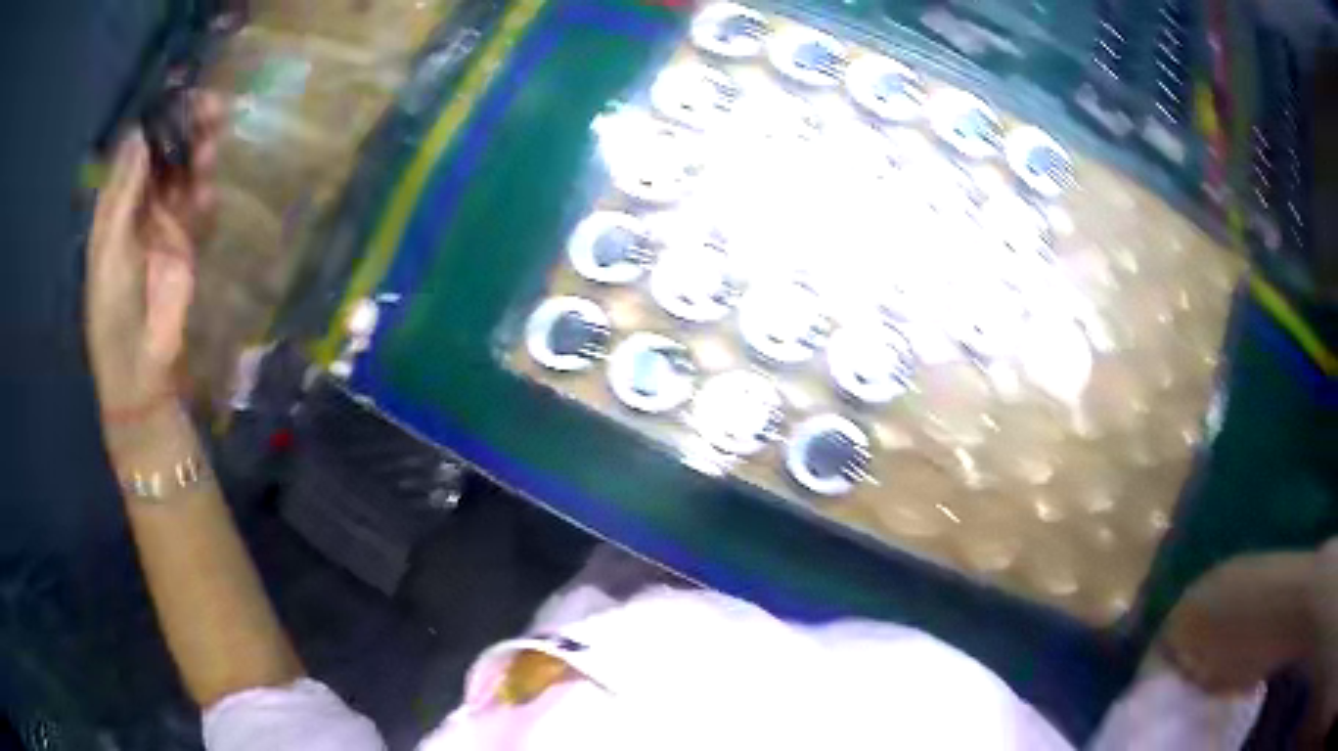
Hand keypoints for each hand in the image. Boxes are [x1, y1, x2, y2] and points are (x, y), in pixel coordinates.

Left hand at [85, 93, 222, 424]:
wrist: (140, 368)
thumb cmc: (113, 310)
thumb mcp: (110, 248)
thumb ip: (124, 192)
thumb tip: (140, 132)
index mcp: (114, 206)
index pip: (135, 151)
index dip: (155, 121)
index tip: (179, 94)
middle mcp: (139, 207)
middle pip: (164, 155)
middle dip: (185, 129)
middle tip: (211, 107)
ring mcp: (163, 225)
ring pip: (184, 175)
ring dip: (198, 156)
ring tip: (212, 143)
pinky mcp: (186, 245)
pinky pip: (198, 209)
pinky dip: (204, 196)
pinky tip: (207, 194)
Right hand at [1159, 551, 1315, 694]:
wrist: (1295, 602)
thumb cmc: (1250, 653)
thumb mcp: (1212, 683)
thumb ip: (1189, 678)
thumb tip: (1180, 678)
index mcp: (1184, 617)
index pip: (1159, 647)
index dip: (1162, 670)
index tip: (1170, 689)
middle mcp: (1201, 584)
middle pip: (1183, 619)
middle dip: (1186, 645)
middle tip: (1195, 671)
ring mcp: (1230, 566)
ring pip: (1209, 602)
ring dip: (1210, 625)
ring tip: (1221, 650)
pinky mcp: (1252, 559)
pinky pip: (1231, 590)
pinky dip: (1231, 609)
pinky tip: (1244, 625)